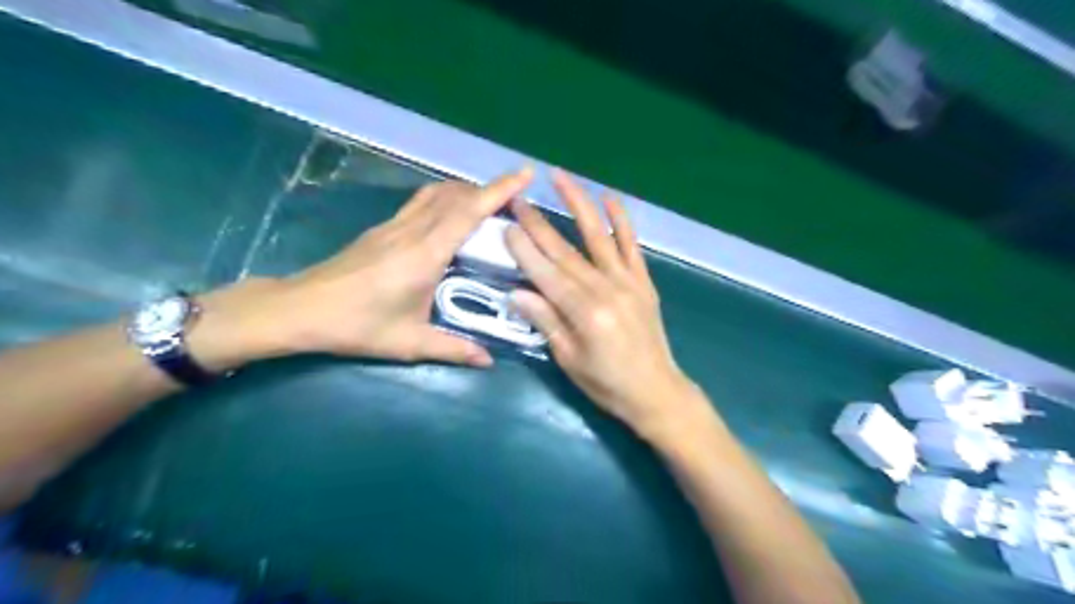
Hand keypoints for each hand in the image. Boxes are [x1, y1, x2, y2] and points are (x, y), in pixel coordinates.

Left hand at [195, 168, 532, 370]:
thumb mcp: (409, 343)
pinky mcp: (382, 229)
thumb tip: (488, 360)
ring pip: (436, 194)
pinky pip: (421, 203)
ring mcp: (394, 226)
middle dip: (488, 189)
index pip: (468, 212)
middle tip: (515, 199)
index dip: (499, 190)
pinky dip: (444, 199)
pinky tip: (449, 217)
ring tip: (487, 203)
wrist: (301, 310)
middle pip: (455, 195)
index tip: (524, 173)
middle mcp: (412, 231)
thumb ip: (453, 349)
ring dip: (465, 191)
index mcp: (425, 254)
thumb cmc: (357, 326)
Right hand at [510, 169, 712, 438]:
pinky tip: (610, 198)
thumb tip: (517, 292)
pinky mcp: (643, 282)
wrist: (656, 391)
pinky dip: (621, 221)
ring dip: (578, 204)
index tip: (506, 224)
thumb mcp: (569, 360)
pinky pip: (632, 246)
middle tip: (518, 198)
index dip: (525, 249)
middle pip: (565, 251)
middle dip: (538, 223)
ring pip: (598, 236)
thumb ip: (546, 322)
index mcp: (584, 313)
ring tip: (559, 178)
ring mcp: (627, 282)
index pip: (547, 273)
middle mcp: (605, 290)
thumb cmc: (607, 384)